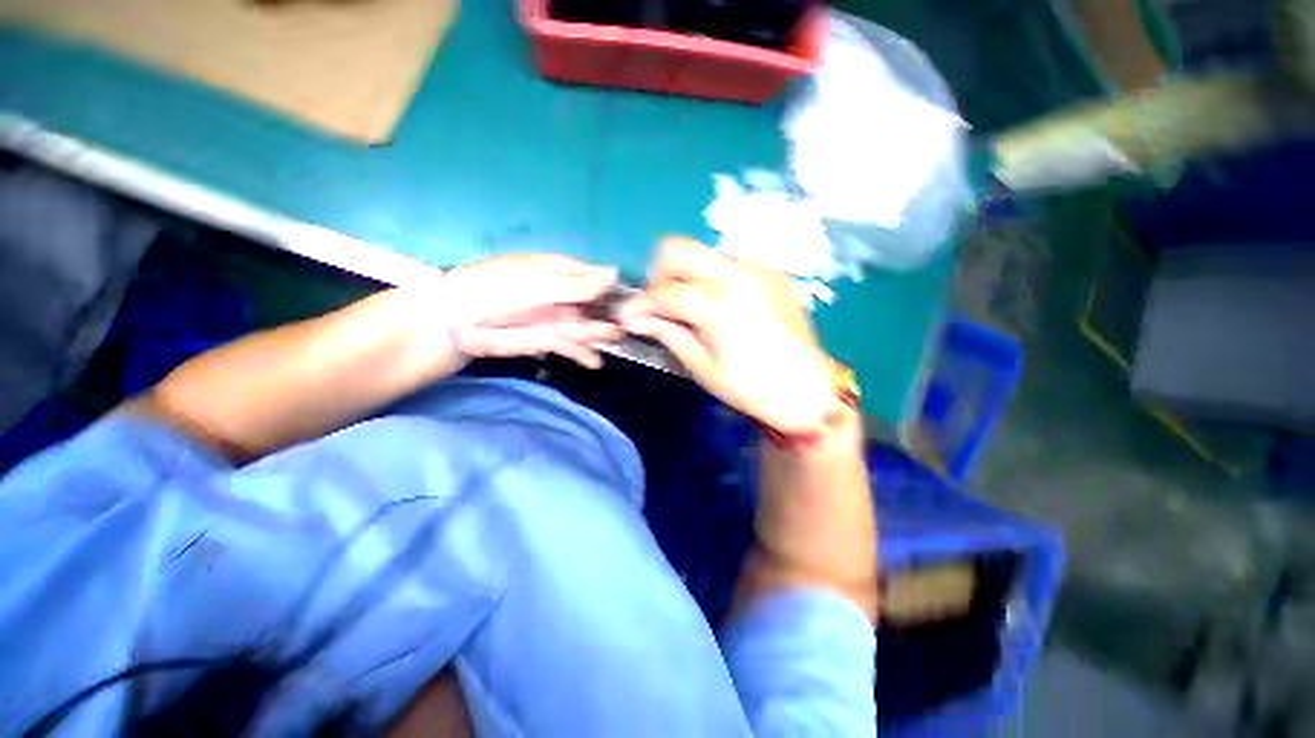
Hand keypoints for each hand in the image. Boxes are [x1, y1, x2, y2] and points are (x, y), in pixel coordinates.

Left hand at [439, 254, 621, 368]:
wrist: (457, 322)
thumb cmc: (495, 291)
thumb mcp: (539, 283)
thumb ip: (578, 285)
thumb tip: (616, 273)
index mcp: (556, 271)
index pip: (590, 276)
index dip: (610, 286)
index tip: (631, 297)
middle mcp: (560, 295)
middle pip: (592, 304)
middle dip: (609, 314)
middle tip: (628, 325)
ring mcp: (554, 319)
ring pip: (585, 326)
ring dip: (600, 335)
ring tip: (615, 341)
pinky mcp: (546, 340)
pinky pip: (571, 347)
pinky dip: (583, 354)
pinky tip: (595, 362)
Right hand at [620, 238, 835, 433]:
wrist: (807, 389)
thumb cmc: (750, 387)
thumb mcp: (701, 366)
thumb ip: (667, 334)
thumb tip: (635, 319)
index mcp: (716, 303)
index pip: (663, 291)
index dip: (640, 304)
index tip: (630, 317)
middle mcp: (735, 274)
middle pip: (677, 248)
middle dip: (659, 274)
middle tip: (661, 304)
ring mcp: (756, 269)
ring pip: (703, 254)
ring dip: (687, 275)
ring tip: (692, 308)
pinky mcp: (770, 273)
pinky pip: (728, 264)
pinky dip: (713, 279)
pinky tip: (720, 306)